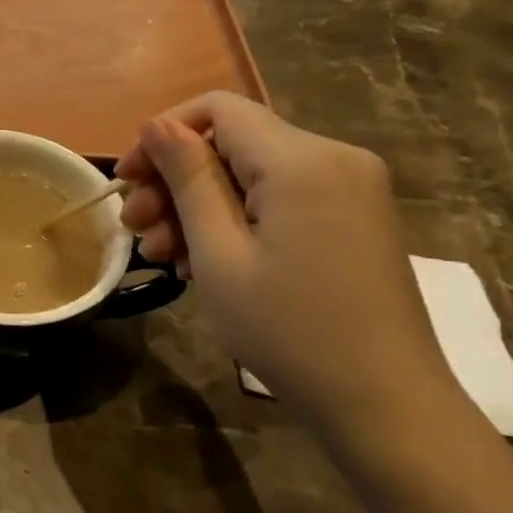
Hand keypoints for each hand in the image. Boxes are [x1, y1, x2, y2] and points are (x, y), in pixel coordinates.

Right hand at [117, 92, 461, 454]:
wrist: (383, 403)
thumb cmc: (287, 328)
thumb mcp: (218, 253)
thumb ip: (188, 179)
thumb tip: (157, 124)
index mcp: (301, 160)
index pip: (217, 109)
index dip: (163, 135)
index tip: (128, 180)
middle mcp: (333, 158)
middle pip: (232, 143)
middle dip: (174, 180)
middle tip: (136, 231)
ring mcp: (350, 188)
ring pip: (251, 174)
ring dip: (198, 206)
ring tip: (163, 256)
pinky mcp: (353, 217)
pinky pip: (279, 198)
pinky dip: (235, 220)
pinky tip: (203, 261)